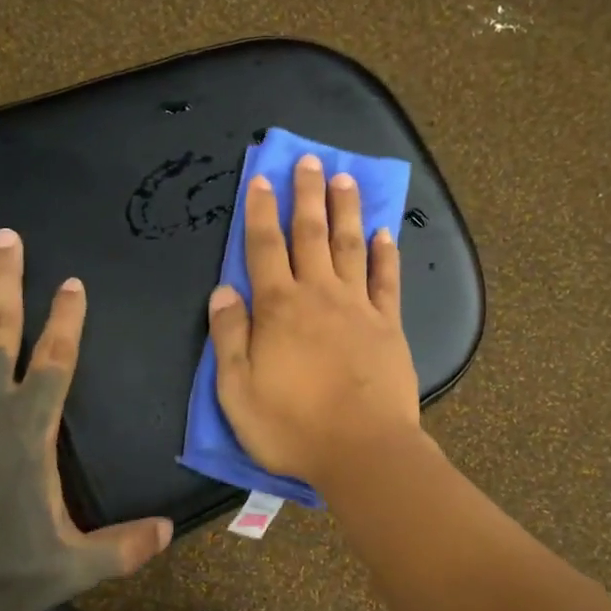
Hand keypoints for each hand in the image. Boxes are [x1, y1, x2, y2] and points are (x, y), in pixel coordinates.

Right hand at [207, 155, 423, 489]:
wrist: (363, 451)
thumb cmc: (292, 426)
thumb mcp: (237, 389)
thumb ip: (228, 336)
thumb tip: (222, 290)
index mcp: (278, 308)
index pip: (264, 248)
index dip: (260, 211)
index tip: (261, 179)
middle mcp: (319, 295)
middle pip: (311, 234)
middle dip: (306, 195)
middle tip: (309, 160)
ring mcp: (358, 308)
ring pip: (350, 246)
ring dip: (346, 210)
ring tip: (344, 178)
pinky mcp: (388, 326)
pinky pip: (387, 281)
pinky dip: (385, 255)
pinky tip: (385, 233)